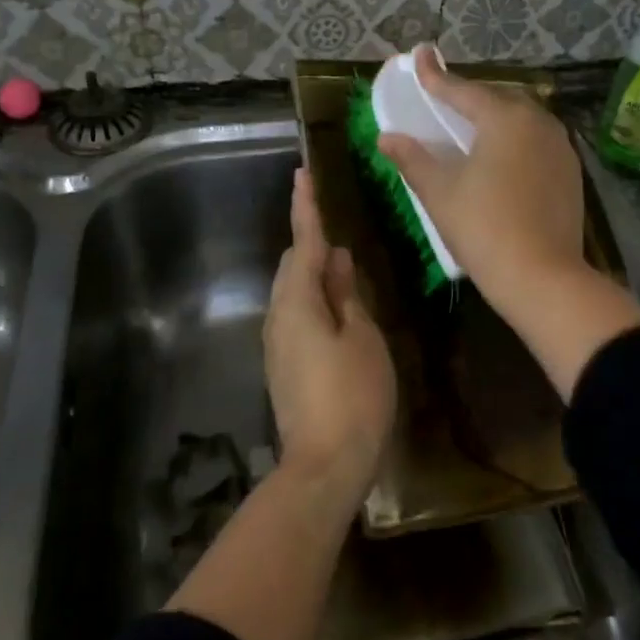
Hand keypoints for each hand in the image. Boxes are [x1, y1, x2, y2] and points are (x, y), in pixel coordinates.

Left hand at [264, 168, 396, 498]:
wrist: (324, 464)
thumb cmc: (353, 395)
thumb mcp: (362, 337)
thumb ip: (346, 294)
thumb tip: (334, 260)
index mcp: (297, 302)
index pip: (302, 243)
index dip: (305, 208)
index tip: (301, 174)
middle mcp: (278, 316)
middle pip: (292, 266)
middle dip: (312, 246)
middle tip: (340, 238)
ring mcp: (277, 343)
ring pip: (293, 292)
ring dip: (314, 276)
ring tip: (345, 274)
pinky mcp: (282, 366)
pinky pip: (296, 316)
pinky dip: (314, 302)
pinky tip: (338, 312)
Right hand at [377, 46, 587, 312]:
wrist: (542, 278)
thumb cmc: (483, 228)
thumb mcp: (439, 193)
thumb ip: (413, 159)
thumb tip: (387, 138)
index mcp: (505, 119)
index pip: (463, 90)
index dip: (436, 76)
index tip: (420, 55)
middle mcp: (538, 123)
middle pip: (497, 99)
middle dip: (469, 95)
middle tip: (443, 97)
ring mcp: (560, 147)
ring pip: (522, 119)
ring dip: (494, 116)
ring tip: (471, 126)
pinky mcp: (570, 172)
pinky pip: (536, 141)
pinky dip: (514, 139)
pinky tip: (501, 157)